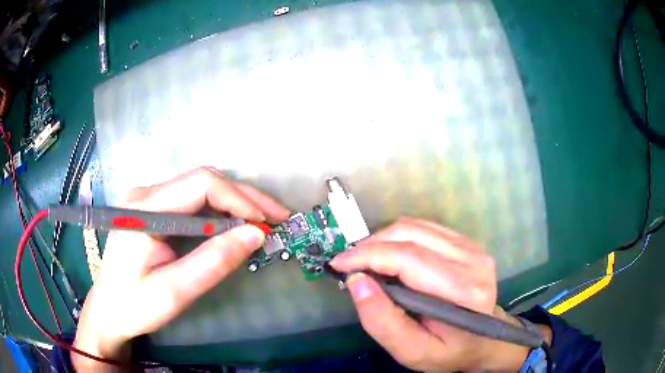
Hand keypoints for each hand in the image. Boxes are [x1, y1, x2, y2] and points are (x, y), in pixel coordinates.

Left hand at [72, 167, 289, 370]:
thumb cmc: (135, 305)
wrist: (109, 309)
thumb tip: (256, 234)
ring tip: (263, 222)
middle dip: (244, 197)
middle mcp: (146, 193)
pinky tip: (235, 225)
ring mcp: (149, 198)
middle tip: (278, 217)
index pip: (200, 184)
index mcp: (145, 208)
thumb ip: (213, 262)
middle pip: (204, 180)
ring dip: (235, 203)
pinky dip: (220, 211)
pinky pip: (193, 201)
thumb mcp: (174, 291)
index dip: (239, 199)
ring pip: (202, 188)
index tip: (266, 223)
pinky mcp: (154, 208)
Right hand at [330, 218, 548, 371]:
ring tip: (366, 261)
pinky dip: (399, 237)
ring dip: (383, 239)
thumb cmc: (448, 350)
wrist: (482, 340)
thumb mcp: (412, 351)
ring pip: (415, 226)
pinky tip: (390, 256)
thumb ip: (382, 321)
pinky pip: (424, 228)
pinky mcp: (467, 242)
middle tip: (349, 264)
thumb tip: (357, 281)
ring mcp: (472, 247)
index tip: (339, 264)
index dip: (368, 255)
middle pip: (410, 234)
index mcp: (463, 290)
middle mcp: (473, 260)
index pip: (408, 258)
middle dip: (371, 245)